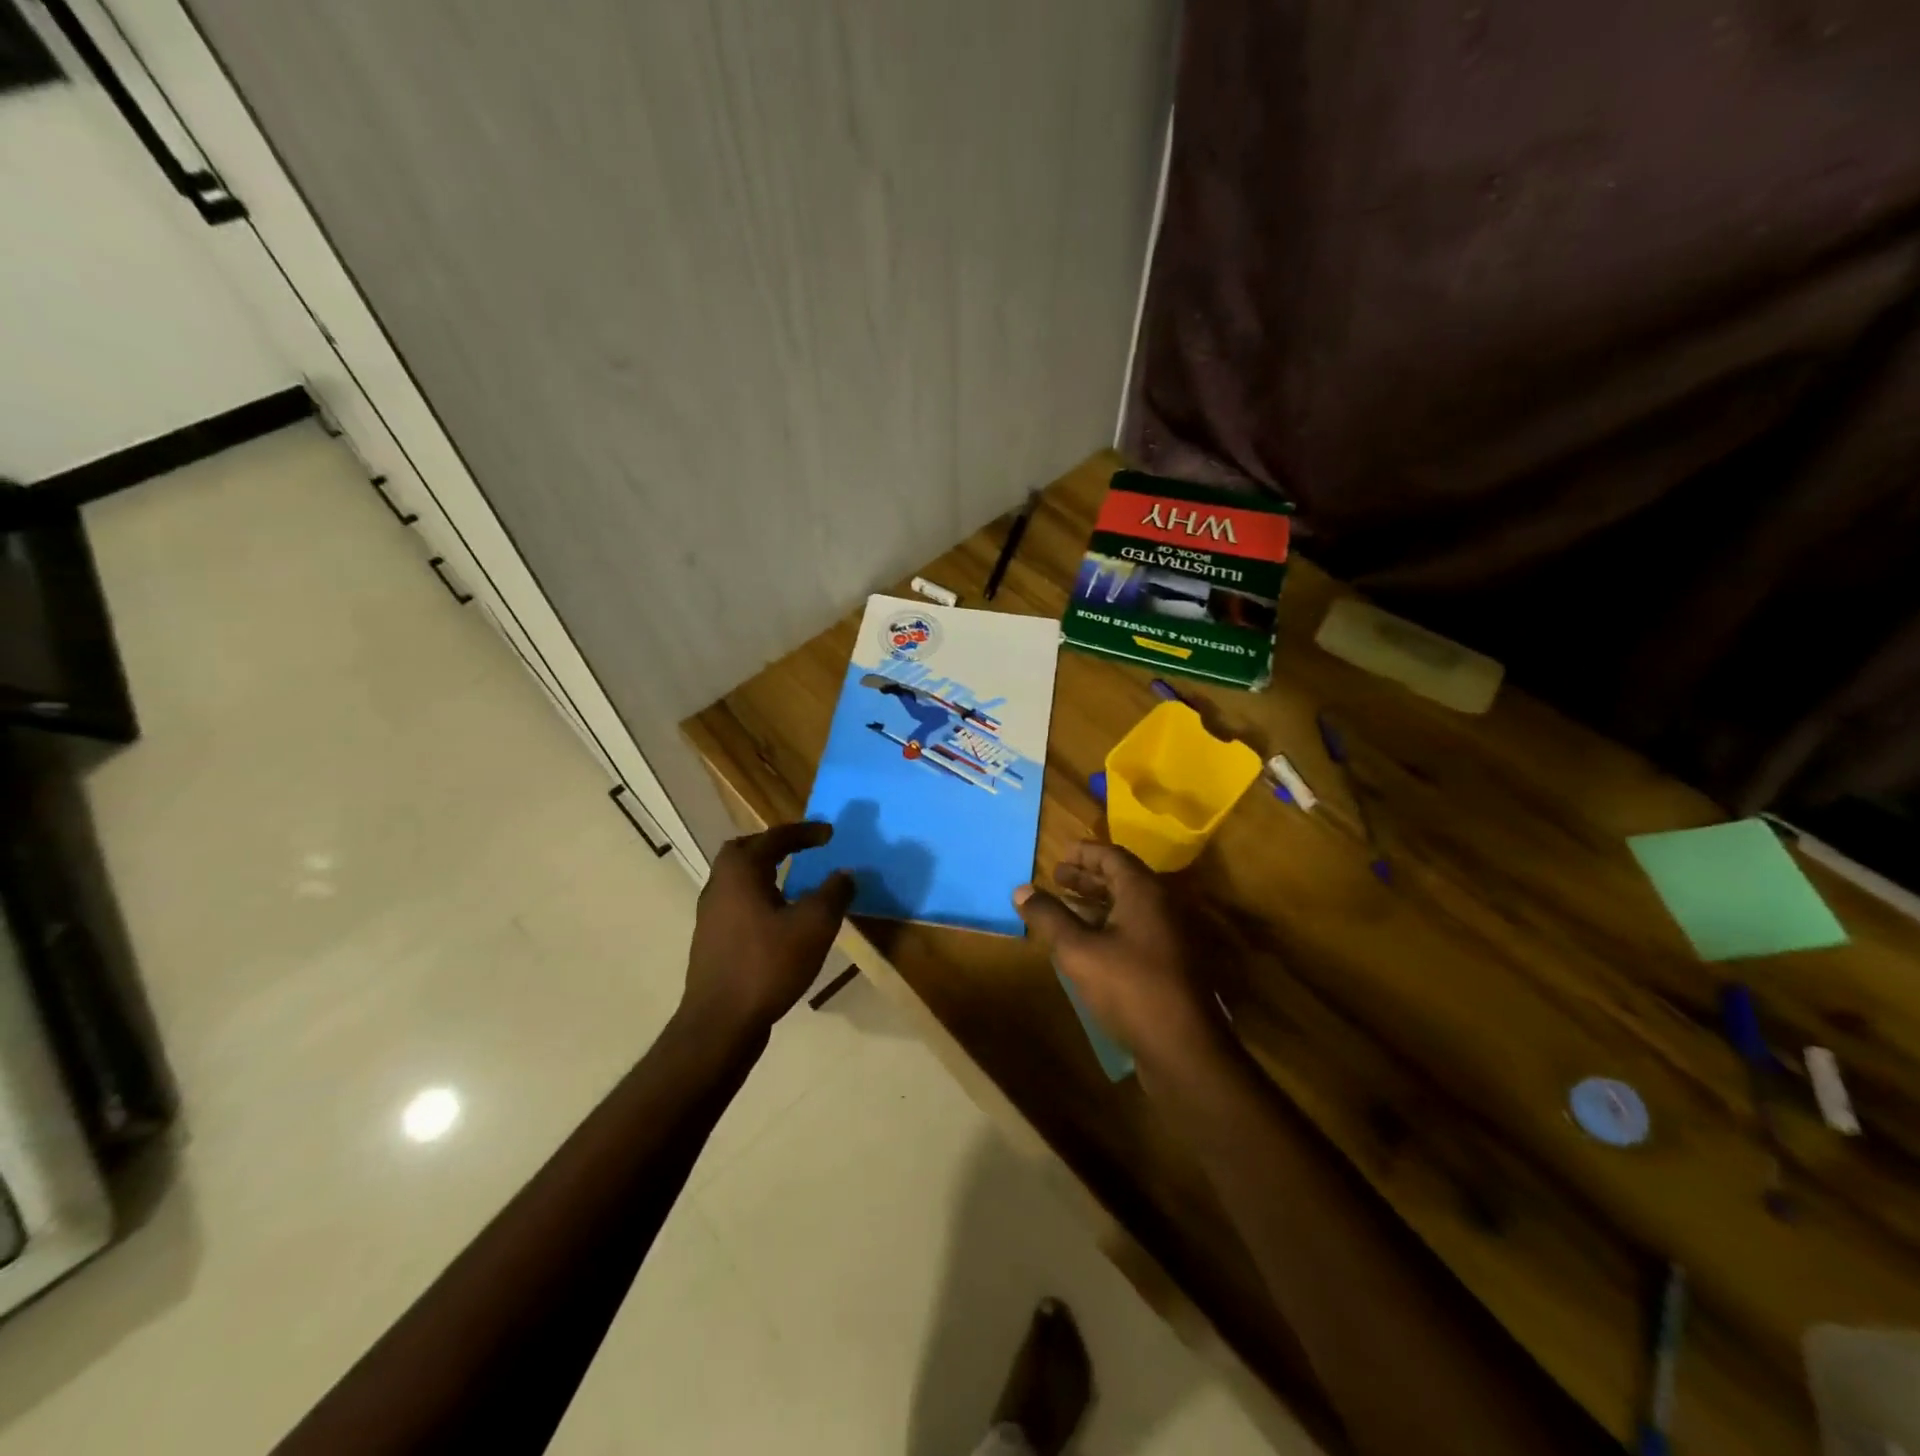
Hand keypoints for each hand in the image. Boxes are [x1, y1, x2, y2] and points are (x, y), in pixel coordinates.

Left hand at [682, 823, 854, 1036]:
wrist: (720, 1023)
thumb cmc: (767, 964)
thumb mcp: (814, 926)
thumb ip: (833, 893)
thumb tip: (844, 874)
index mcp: (740, 871)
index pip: (774, 837)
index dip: (804, 833)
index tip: (830, 834)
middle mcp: (719, 886)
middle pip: (745, 851)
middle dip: (775, 846)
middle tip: (802, 849)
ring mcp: (711, 915)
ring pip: (739, 879)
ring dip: (766, 872)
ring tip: (796, 882)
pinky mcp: (712, 941)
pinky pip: (738, 904)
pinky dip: (760, 897)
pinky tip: (780, 919)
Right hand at [1013, 841, 1224, 1066]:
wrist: (1183, 1047)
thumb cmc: (1129, 987)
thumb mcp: (1078, 950)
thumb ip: (1049, 917)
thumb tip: (1021, 890)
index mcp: (1144, 892)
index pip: (1112, 856)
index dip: (1085, 853)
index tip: (1060, 854)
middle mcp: (1162, 906)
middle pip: (1122, 880)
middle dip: (1087, 878)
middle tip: (1057, 878)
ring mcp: (1170, 936)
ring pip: (1129, 907)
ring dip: (1097, 904)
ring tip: (1065, 908)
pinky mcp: (1171, 964)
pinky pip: (1136, 930)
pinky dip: (1110, 926)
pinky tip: (1088, 944)